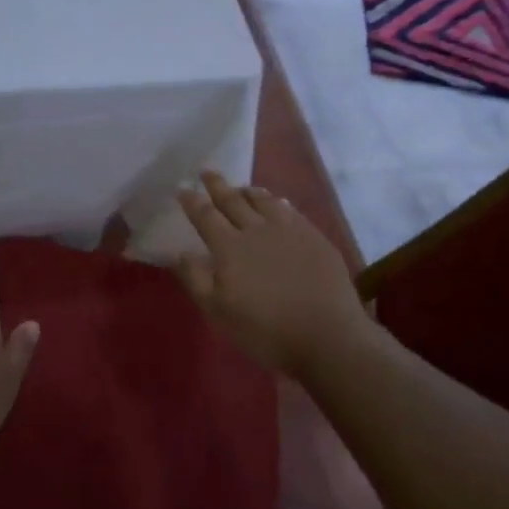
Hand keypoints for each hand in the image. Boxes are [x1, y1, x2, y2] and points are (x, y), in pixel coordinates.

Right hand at [177, 173, 370, 379]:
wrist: (327, 336)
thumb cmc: (266, 330)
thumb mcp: (219, 312)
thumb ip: (196, 279)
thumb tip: (180, 251)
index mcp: (229, 247)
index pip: (205, 216)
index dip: (192, 201)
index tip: (182, 188)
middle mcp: (257, 230)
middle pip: (233, 200)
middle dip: (217, 186)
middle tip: (207, 172)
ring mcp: (289, 230)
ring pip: (264, 200)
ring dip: (248, 191)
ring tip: (241, 187)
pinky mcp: (314, 237)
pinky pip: (290, 210)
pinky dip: (277, 202)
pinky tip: (278, 204)